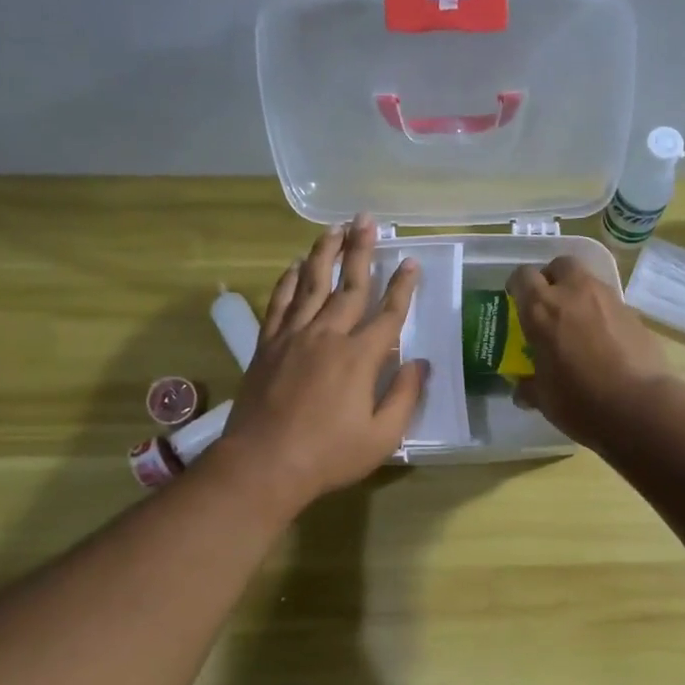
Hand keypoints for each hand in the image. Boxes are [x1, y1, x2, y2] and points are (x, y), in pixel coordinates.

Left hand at [213, 218, 425, 511]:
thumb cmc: (329, 455)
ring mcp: (293, 336)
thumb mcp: (382, 436)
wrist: (264, 464)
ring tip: (334, 228)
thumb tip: (420, 363)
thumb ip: (405, 396)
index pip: (389, 313)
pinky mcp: (268, 345)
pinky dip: (287, 281)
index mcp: (360, 357)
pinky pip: (279, 303)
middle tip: (367, 220)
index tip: (411, 261)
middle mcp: (327, 335)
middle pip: (349, 284)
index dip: (403, 286)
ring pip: (311, 284)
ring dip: (324, 253)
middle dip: (362, 250)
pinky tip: (294, 267)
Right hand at [506, 256, 675, 448]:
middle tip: (549, 304)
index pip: (522, 277)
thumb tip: (523, 390)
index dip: (517, 286)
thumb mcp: (544, 399)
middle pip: (560, 265)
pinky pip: (610, 304)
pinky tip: (603, 341)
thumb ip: (530, 387)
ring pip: (588, 281)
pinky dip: (602, 314)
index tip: (517, 301)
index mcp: (542, 309)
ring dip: (579, 295)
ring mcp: (608, 299)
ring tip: (577, 325)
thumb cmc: (580, 401)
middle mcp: (574, 293)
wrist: (639, 406)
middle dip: (552, 278)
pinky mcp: (634, 313)